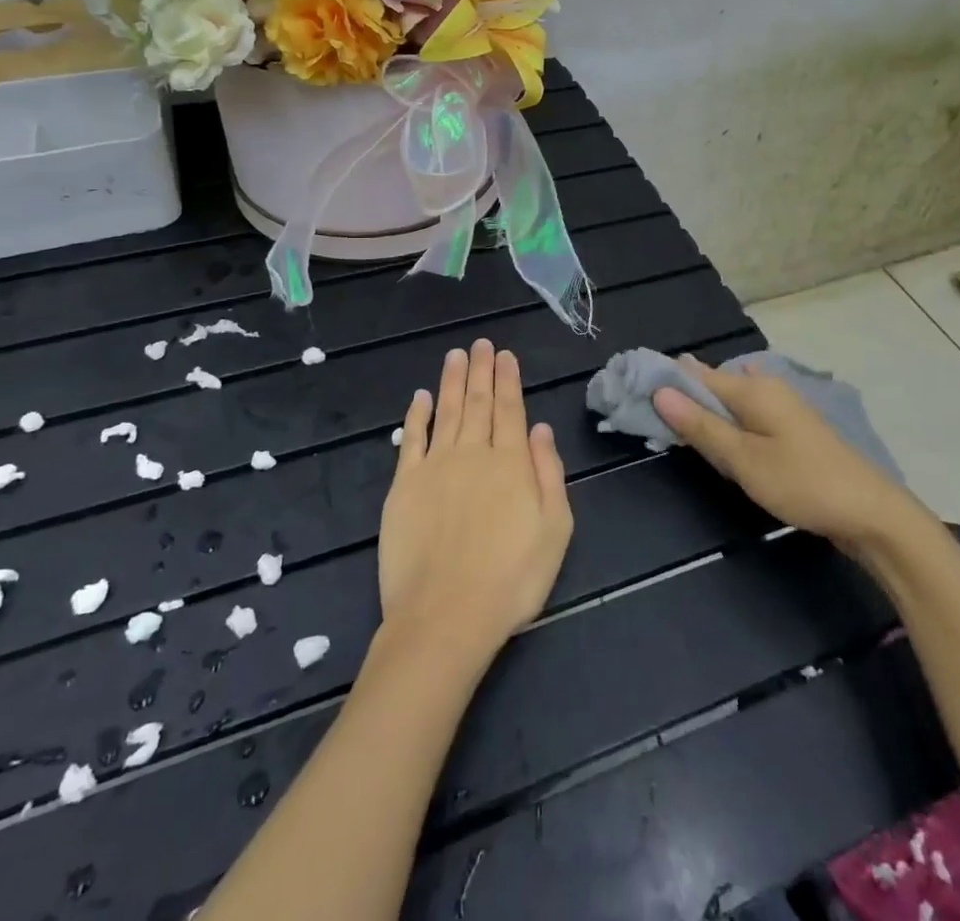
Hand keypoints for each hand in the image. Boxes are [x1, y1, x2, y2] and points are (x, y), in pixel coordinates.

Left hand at [376, 340, 573, 670]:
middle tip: (481, 343)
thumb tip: (540, 427)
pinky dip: (417, 415)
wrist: (445, 616)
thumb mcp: (555, 530)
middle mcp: (473, 453)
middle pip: (478, 402)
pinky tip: (420, 396)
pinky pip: (412, 439)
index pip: (510, 409)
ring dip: (452, 381)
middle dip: (481, 370)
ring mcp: (435, 467)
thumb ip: (548, 473)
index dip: (508, 379)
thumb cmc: (511, 579)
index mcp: (511, 462)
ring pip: (446, 411)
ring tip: (456, 355)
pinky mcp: (404, 485)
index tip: (505, 354)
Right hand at [652, 355, 910, 549]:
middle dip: (683, 399)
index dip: (665, 381)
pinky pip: (747, 416)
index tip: (634, 393)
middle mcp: (767, 386)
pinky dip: (728, 426)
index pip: (695, 373)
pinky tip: (721, 445)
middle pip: (713, 385)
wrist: (871, 514)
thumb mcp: (744, 460)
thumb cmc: (803, 483)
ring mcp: (783, 407)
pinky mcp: (791, 429)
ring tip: (679, 436)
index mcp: (753, 386)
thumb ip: (702, 426)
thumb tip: (661, 391)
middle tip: (652, 423)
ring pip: (731, 402)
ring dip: (705, 415)